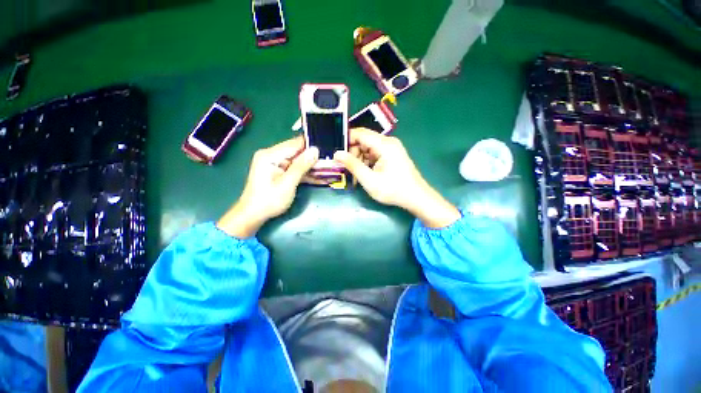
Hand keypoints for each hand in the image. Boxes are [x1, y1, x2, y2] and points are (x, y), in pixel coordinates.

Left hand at [217, 137, 318, 237]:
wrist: (253, 215)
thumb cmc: (269, 200)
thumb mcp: (287, 183)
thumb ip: (301, 166)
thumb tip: (315, 150)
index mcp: (270, 155)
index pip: (295, 144)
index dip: (311, 146)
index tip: (327, 150)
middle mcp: (272, 156)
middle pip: (297, 152)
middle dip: (313, 158)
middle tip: (330, 162)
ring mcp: (275, 164)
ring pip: (298, 161)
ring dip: (311, 167)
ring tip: (328, 170)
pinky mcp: (279, 172)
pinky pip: (295, 169)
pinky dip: (305, 174)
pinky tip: (318, 177)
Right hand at [334, 128, 460, 227]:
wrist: (416, 197)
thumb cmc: (393, 190)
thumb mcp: (369, 179)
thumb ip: (353, 165)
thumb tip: (337, 154)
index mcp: (384, 144)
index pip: (359, 133)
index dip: (346, 140)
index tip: (335, 151)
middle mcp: (388, 142)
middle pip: (363, 140)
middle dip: (352, 153)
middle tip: (345, 168)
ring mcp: (391, 148)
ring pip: (368, 148)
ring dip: (359, 160)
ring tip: (354, 175)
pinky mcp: (392, 155)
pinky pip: (374, 154)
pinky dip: (367, 162)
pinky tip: (364, 174)